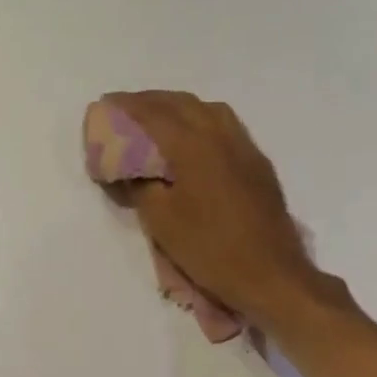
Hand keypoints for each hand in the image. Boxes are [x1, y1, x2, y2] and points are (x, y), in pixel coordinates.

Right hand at [100, 90, 328, 321]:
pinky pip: (226, 126)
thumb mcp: (161, 220)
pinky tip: (192, 139)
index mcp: (195, 146)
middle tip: (127, 109)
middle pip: (183, 104)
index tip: (106, 103)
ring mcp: (245, 149)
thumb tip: (130, 169)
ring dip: (179, 107)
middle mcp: (222, 136)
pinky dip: (201, 120)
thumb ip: (141, 186)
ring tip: (158, 118)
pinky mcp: (258, 165)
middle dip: (152, 100)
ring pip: (210, 110)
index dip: (128, 106)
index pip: (155, 114)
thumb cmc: (209, 248)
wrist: (270, 275)